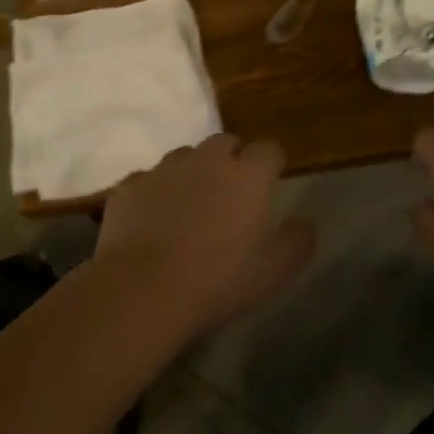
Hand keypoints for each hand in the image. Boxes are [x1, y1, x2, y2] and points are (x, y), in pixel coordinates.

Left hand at [96, 134, 314, 336]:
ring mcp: (164, 169)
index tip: (272, 181)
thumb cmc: (218, 280)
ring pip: (184, 157)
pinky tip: (153, 220)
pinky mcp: (130, 186)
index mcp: (247, 175)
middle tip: (231, 193)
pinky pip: (148, 180)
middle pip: (225, 143)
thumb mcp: (275, 270)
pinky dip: (155, 193)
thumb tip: (303, 223)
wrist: (142, 290)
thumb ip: (298, 240)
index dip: (272, 163)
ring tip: (190, 205)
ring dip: (193, 172)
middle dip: (232, 160)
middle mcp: (207, 160)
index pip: (269, 150)